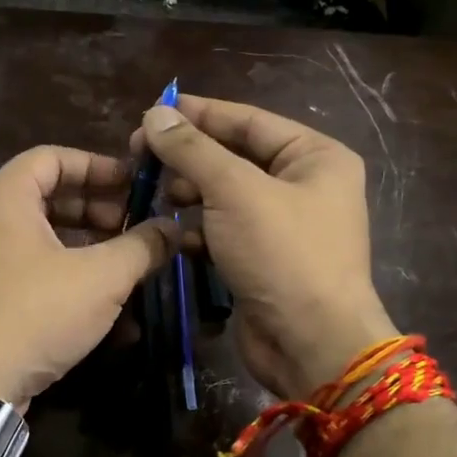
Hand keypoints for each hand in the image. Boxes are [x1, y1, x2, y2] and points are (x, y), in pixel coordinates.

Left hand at [0, 147, 175, 406]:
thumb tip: (173, 227)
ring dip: (89, 249)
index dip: (99, 166)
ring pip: (43, 240)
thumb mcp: (100, 278)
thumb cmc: (34, 313)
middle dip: (98, 211)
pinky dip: (67, 279)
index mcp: (5, 197)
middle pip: (49, 198)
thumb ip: (142, 246)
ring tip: (127, 267)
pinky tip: (105, 309)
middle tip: (135, 228)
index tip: (135, 186)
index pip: (54, 157)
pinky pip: (32, 273)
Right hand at [133, 94, 394, 398]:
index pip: (249, 120)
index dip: (199, 114)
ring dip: (191, 194)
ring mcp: (284, 227)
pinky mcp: (264, 261)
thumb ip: (193, 150)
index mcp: (315, 157)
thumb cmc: (283, 254)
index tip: (152, 112)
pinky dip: (199, 231)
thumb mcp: (235, 191)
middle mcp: (304, 186)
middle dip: (190, 157)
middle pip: (236, 157)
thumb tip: (154, 114)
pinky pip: (225, 232)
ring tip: (157, 194)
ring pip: (226, 197)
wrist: (311, 343)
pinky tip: (172, 235)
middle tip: (141, 158)